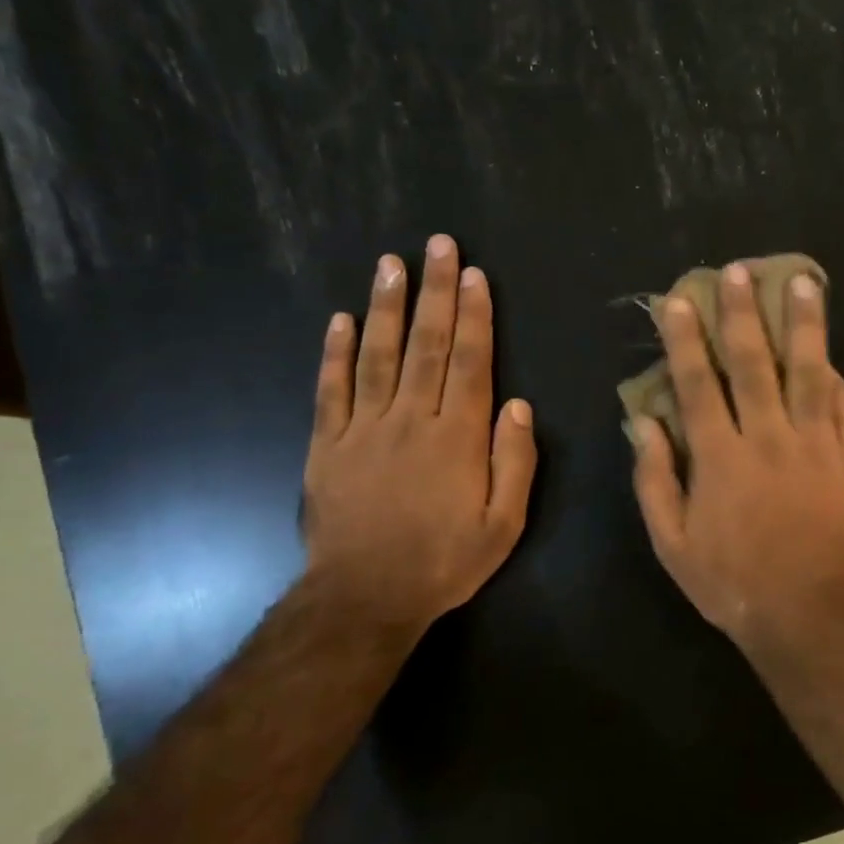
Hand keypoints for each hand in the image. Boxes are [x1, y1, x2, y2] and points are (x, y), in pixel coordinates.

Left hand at [303, 234, 536, 635]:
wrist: (366, 597)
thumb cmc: (444, 561)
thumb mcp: (504, 524)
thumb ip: (515, 462)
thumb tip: (518, 405)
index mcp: (458, 437)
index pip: (471, 363)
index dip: (475, 316)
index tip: (473, 275)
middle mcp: (411, 419)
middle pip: (427, 345)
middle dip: (435, 292)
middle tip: (437, 245)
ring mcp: (363, 429)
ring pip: (377, 355)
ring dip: (386, 306)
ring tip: (390, 263)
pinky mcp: (326, 445)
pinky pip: (330, 390)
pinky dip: (334, 353)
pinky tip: (339, 319)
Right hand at [631, 263, 843, 659]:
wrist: (804, 614)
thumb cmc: (729, 581)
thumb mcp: (672, 541)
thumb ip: (654, 478)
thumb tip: (643, 422)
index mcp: (721, 458)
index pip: (699, 384)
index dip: (686, 339)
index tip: (680, 300)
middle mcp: (769, 440)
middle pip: (756, 364)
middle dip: (743, 314)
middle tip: (739, 271)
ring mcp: (817, 447)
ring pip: (810, 374)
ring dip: (804, 326)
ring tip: (803, 283)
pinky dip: (837, 380)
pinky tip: (832, 356)